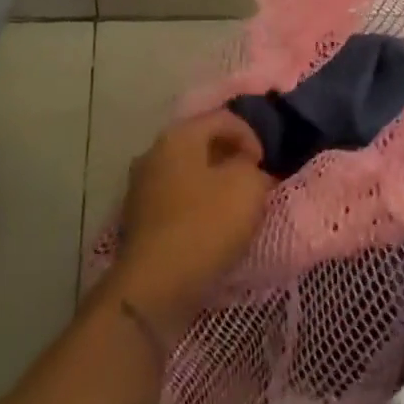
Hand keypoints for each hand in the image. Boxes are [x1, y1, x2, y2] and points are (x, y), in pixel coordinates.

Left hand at [108, 112, 273, 343]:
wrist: (155, 286)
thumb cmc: (205, 225)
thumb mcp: (247, 187)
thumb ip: (254, 169)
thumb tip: (249, 170)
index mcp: (179, 135)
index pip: (223, 118)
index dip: (252, 136)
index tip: (265, 167)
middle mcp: (154, 152)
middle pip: (202, 143)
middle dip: (231, 159)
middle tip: (254, 184)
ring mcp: (141, 185)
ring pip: (188, 172)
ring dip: (213, 183)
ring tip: (235, 208)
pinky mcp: (138, 218)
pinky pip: (176, 198)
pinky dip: (196, 204)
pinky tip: (210, 227)